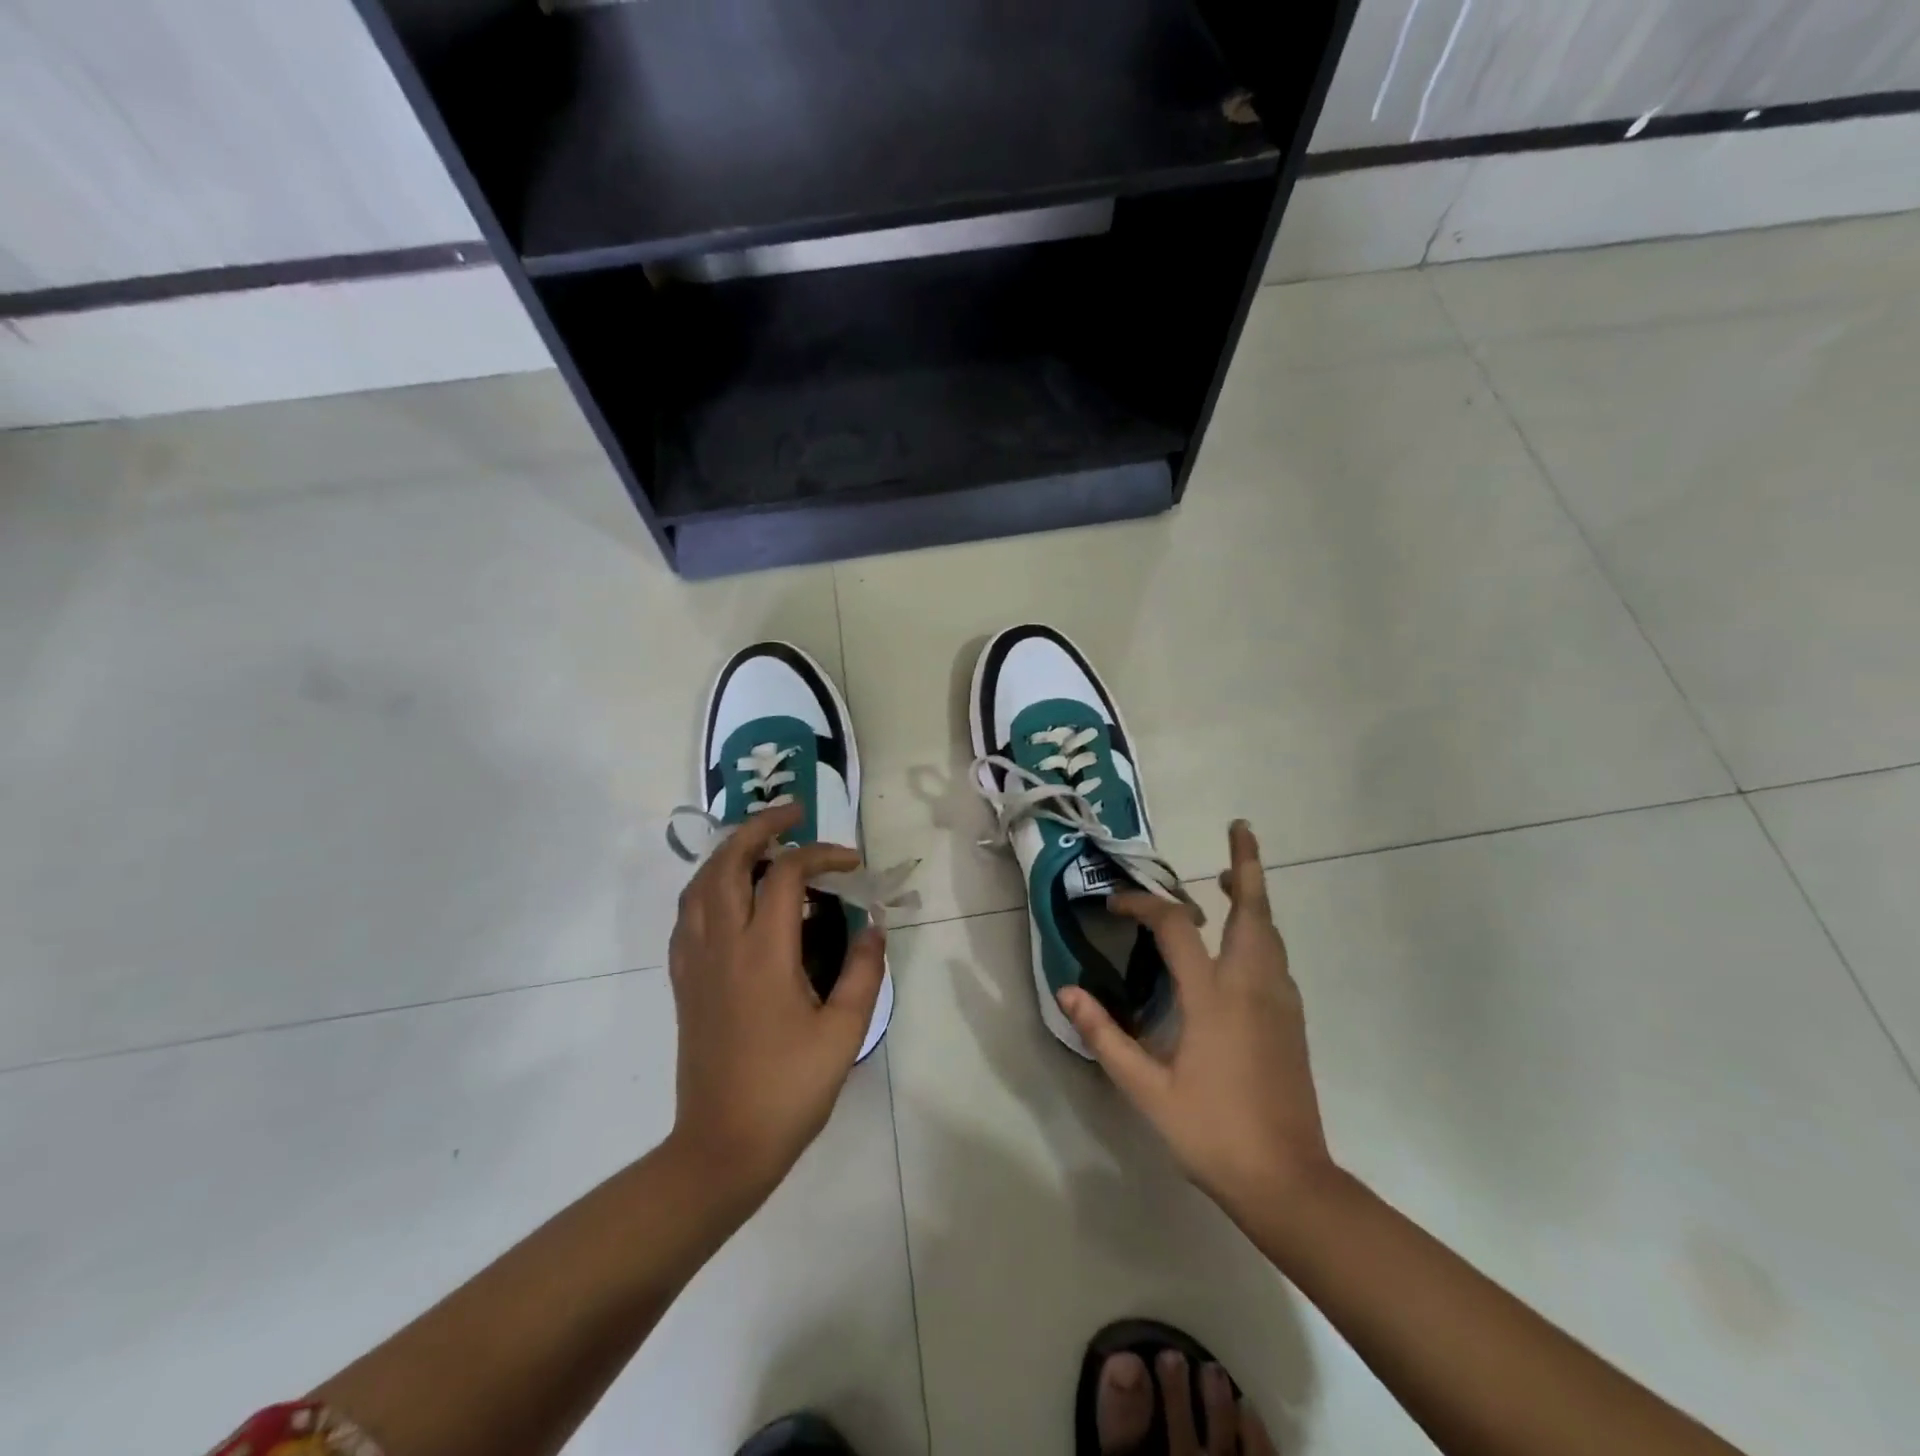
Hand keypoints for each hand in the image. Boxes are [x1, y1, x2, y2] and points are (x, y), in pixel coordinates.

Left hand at [666, 803, 885, 1207]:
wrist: (722, 1146)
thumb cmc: (789, 1089)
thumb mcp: (844, 1032)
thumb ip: (863, 970)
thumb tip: (874, 926)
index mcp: (763, 953)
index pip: (787, 875)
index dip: (822, 855)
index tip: (853, 864)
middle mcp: (722, 944)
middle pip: (729, 861)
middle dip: (761, 827)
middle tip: (793, 814)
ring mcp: (695, 961)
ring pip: (701, 883)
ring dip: (730, 851)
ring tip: (763, 845)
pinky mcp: (683, 980)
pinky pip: (688, 913)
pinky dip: (709, 886)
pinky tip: (731, 895)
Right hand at [1058, 821, 1334, 1222]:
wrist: (1289, 1182)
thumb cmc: (1212, 1133)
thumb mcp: (1147, 1090)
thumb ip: (1106, 1036)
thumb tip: (1069, 991)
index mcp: (1214, 998)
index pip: (1175, 928)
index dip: (1142, 905)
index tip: (1115, 906)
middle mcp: (1252, 987)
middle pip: (1253, 911)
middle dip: (1247, 865)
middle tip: (1239, 829)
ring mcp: (1279, 1002)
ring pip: (1270, 932)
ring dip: (1252, 898)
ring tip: (1230, 878)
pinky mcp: (1292, 1021)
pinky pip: (1275, 958)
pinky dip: (1259, 931)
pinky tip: (1240, 944)